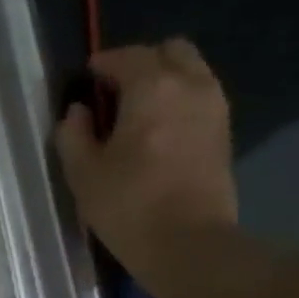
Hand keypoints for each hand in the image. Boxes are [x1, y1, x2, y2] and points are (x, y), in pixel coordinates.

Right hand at [55, 39, 236, 280]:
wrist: (189, 246)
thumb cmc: (129, 207)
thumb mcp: (83, 173)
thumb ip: (73, 134)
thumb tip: (78, 112)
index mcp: (152, 87)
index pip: (125, 57)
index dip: (102, 64)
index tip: (86, 80)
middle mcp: (190, 85)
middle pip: (169, 51)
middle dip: (141, 64)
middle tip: (115, 94)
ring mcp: (214, 108)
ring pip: (190, 72)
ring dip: (164, 81)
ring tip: (137, 114)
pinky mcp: (224, 134)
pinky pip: (200, 97)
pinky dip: (179, 101)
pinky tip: (158, 132)